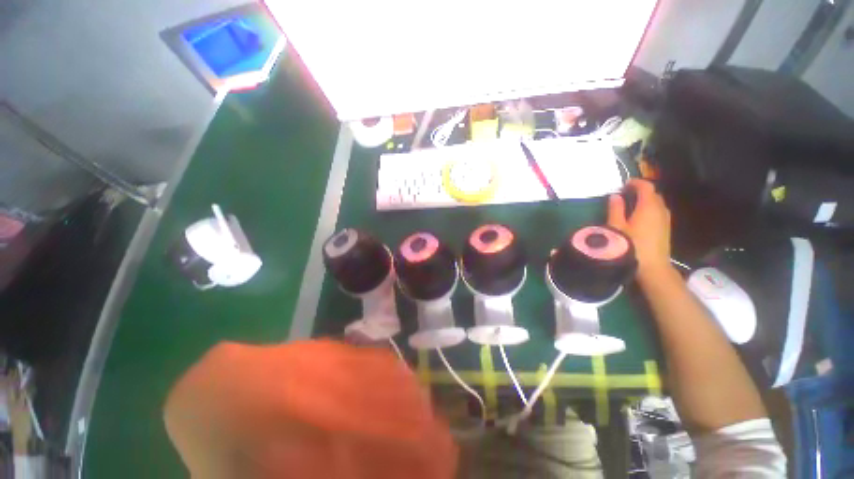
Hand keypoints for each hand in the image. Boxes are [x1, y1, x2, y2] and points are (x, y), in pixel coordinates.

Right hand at [608, 179, 672, 281]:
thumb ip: (615, 209)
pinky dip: (650, 209)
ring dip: (646, 200)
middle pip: (654, 194)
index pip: (646, 187)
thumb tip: (615, 196)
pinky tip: (640, 217)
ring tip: (631, 205)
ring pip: (658, 203)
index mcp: (648, 207)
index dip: (636, 182)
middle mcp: (660, 210)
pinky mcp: (666, 228)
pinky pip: (659, 212)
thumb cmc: (631, 245)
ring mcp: (665, 220)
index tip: (624, 184)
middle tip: (625, 194)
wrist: (652, 267)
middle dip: (641, 191)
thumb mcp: (616, 227)